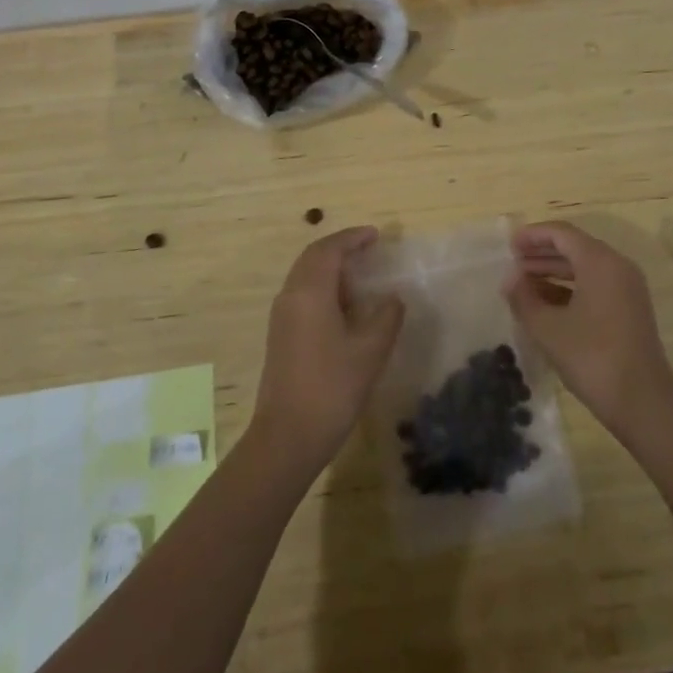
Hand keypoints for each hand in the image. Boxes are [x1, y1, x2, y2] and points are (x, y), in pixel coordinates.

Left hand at [250, 227, 403, 470]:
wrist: (287, 437)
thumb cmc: (332, 388)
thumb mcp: (370, 351)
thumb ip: (385, 316)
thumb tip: (392, 297)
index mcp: (310, 292)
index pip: (330, 250)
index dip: (353, 238)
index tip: (376, 235)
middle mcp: (291, 296)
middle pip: (313, 258)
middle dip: (340, 248)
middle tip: (367, 248)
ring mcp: (282, 317)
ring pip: (305, 276)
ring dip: (330, 268)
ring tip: (360, 275)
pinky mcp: (280, 336)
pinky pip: (302, 295)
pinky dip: (323, 287)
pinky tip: (344, 307)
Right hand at [503, 222, 672, 439]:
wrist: (643, 402)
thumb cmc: (592, 358)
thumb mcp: (548, 328)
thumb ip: (524, 298)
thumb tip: (510, 279)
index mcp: (600, 262)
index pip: (562, 233)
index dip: (533, 235)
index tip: (509, 246)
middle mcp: (617, 267)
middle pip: (574, 247)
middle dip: (542, 253)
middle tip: (513, 263)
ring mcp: (627, 288)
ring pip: (584, 267)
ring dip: (554, 271)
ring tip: (523, 284)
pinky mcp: (629, 308)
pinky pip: (595, 284)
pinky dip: (570, 287)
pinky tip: (546, 303)